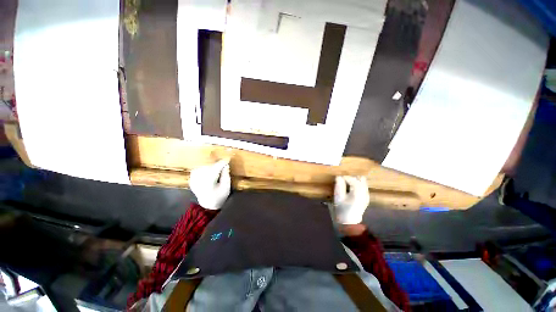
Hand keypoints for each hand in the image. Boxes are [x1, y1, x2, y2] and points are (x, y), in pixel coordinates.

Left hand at [189, 160, 230, 209]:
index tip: (228, 159)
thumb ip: (226, 175)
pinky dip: (203, 168)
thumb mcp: (226, 187)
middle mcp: (199, 181)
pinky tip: (208, 171)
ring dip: (210, 166)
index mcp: (208, 183)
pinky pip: (197, 170)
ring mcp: (193, 181)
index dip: (222, 163)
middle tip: (223, 164)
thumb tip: (226, 165)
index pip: (215, 169)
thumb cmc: (219, 197)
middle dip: (216, 164)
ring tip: (217, 168)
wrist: (207, 206)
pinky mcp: (191, 180)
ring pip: (202, 167)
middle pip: (208, 167)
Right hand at [334, 176, 369, 224]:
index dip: (345, 177)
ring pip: (363, 182)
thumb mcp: (338, 197)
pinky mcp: (366, 197)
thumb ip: (339, 185)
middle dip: (351, 177)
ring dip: (355, 180)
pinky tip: (351, 188)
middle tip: (342, 180)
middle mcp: (364, 192)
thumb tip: (339, 176)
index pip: (352, 179)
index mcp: (357, 192)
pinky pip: (363, 186)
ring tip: (346, 183)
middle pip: (359, 178)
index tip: (338, 177)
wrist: (349, 222)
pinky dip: (358, 184)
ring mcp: (366, 195)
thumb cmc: (342, 209)